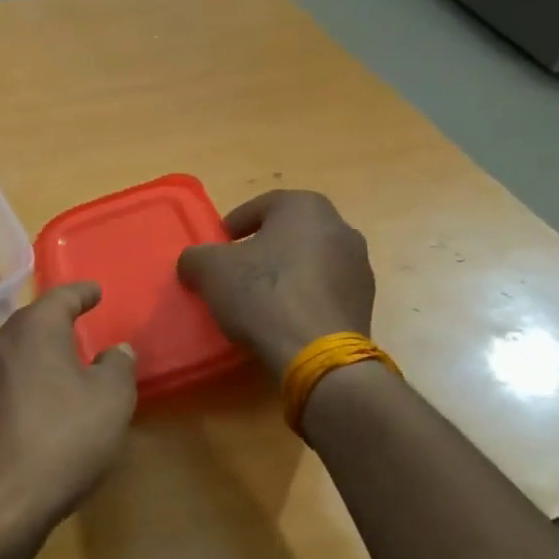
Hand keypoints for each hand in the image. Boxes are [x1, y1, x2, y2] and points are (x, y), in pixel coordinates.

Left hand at [0, 283, 136, 545]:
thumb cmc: (63, 438)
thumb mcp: (110, 399)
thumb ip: (118, 366)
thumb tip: (116, 351)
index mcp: (34, 329)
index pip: (60, 297)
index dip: (82, 292)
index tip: (96, 291)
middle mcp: (1, 343)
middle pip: (34, 320)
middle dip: (59, 319)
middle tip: (84, 320)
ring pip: (20, 349)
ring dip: (44, 349)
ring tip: (70, 358)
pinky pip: (11, 377)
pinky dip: (32, 376)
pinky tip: (48, 395)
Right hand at [176, 190, 374, 375]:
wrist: (317, 352)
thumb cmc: (262, 294)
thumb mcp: (210, 269)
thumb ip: (196, 257)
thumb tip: (194, 262)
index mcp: (305, 207)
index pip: (262, 206)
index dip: (234, 224)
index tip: (218, 246)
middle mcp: (339, 227)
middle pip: (289, 233)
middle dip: (262, 249)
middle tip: (236, 271)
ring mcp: (358, 265)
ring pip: (309, 261)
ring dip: (285, 273)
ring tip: (259, 300)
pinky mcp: (364, 301)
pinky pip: (324, 290)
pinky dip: (303, 297)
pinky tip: (283, 319)